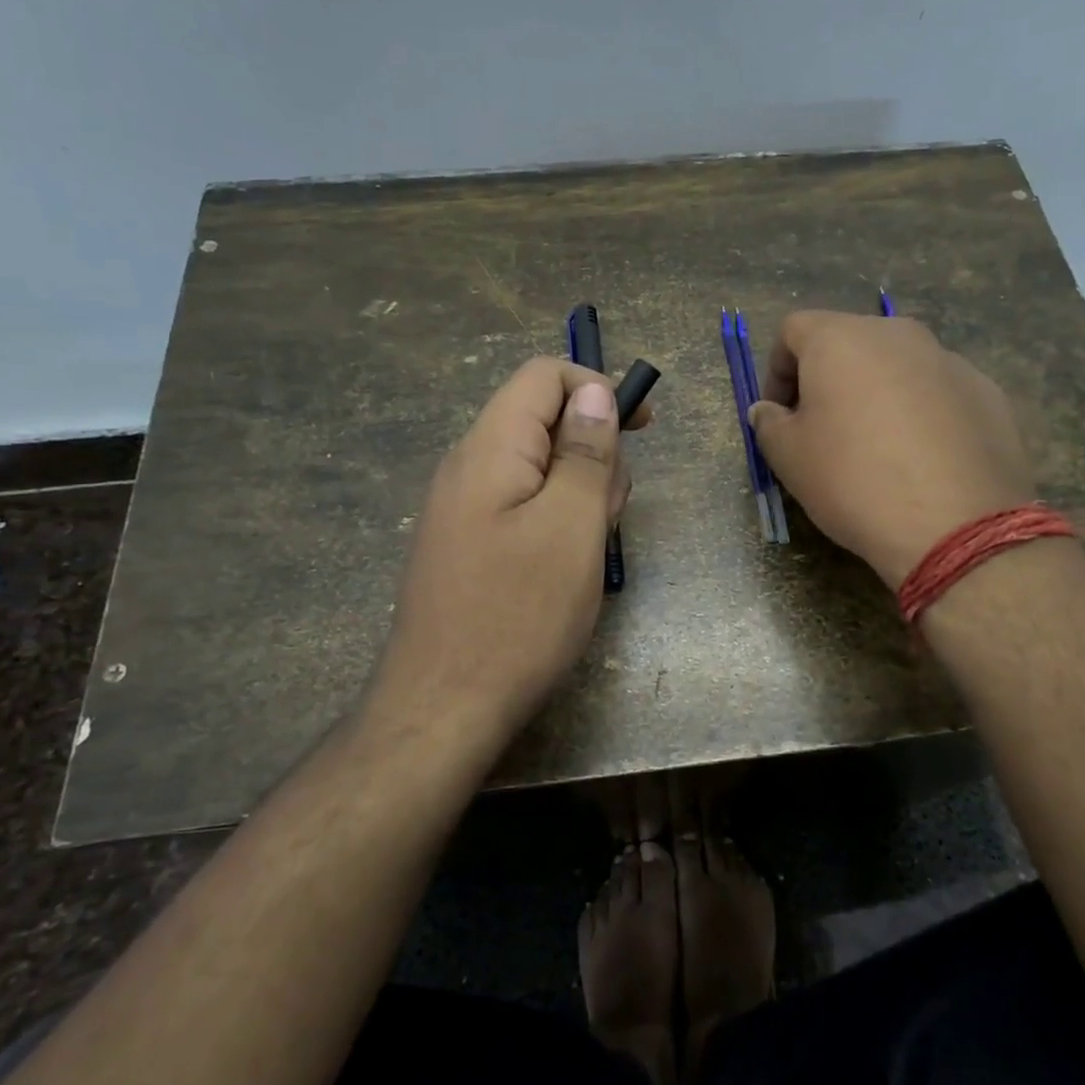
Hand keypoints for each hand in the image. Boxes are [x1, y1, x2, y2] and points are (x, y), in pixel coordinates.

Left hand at [374, 357, 647, 739]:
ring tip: (588, 549)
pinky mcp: (467, 543)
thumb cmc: (518, 614)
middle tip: (609, 512)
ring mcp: (462, 508)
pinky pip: (521, 506)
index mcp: (490, 447)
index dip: (597, 387)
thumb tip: (595, 392)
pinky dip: (555, 521)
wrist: (443, 709)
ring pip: (538, 468)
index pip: (543, 375)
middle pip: (543, 421)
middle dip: (592, 452)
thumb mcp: (572, 525)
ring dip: (579, 493)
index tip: (641, 428)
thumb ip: (586, 452)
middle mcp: (468, 466)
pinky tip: (564, 568)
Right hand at [748, 312, 1033, 586]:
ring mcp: (949, 360)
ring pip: (897, 367)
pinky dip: (921, 414)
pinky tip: (921, 461)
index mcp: (841, 339)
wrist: (955, 525)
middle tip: (823, 431)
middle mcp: (897, 334)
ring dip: (877, 395)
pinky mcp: (987, 393)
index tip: (779, 415)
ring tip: (876, 449)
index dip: (776, 370)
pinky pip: (937, 393)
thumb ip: (769, 423)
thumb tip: (769, 410)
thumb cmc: (853, 481)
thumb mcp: (788, 458)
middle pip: (849, 343)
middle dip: (828, 380)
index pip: (793, 330)